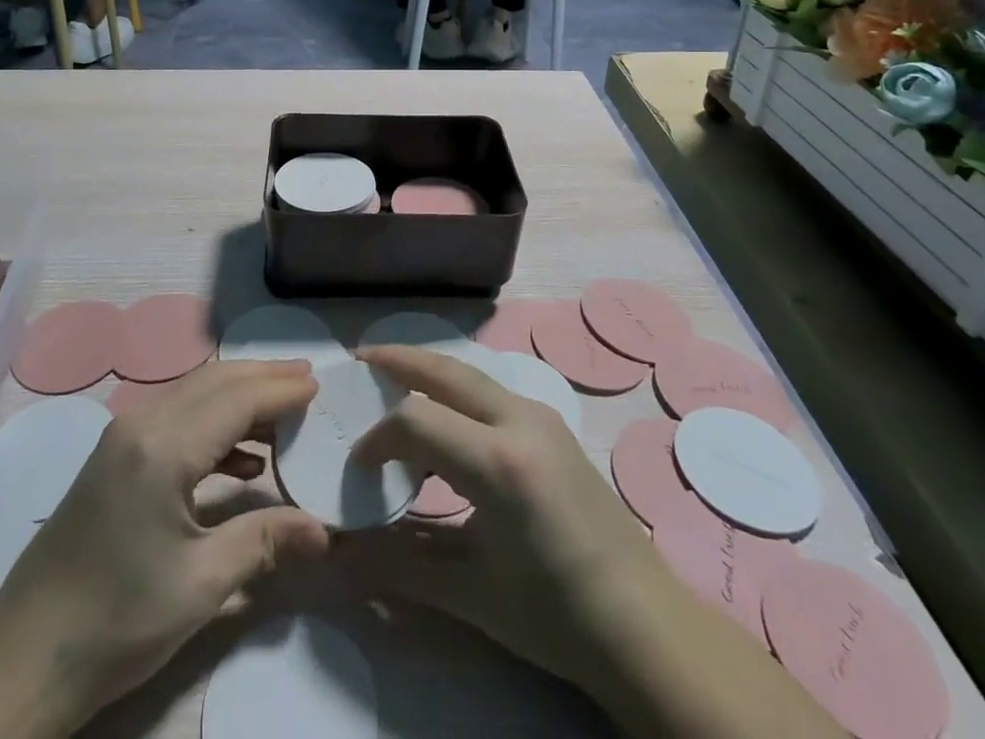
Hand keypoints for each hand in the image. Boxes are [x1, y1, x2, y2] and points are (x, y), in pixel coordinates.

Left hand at [0, 362, 329, 738]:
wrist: (23, 659)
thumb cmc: (117, 622)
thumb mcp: (200, 585)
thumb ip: (264, 541)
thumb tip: (325, 532)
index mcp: (163, 447)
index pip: (236, 399)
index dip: (281, 391)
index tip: (320, 386)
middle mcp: (141, 424)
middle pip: (214, 381)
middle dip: (263, 378)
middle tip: (307, 382)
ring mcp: (122, 437)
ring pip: (193, 394)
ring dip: (238, 396)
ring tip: (284, 412)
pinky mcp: (114, 456)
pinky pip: (175, 417)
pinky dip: (213, 422)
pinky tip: (241, 458)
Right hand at [345, 347, 841, 738]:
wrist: (646, 625)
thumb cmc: (557, 617)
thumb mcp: (472, 597)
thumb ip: (400, 569)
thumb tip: (338, 564)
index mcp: (499, 464)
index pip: (416, 419)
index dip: (377, 438)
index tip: (358, 468)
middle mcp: (519, 421)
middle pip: (444, 369)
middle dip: (397, 360)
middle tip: (358, 361)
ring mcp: (541, 416)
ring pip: (469, 373)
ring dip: (427, 370)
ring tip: (390, 379)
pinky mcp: (551, 424)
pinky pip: (490, 390)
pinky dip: (454, 390)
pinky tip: (442, 417)